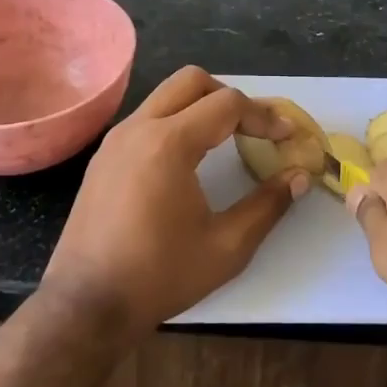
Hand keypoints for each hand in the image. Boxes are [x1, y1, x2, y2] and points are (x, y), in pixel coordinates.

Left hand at [42, 66, 309, 341]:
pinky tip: (188, 160)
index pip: (227, 104)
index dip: (263, 116)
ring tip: (225, 140)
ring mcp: (115, 140)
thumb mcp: (227, 246)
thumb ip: (268, 205)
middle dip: (229, 96)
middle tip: (253, 128)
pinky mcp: (103, 157)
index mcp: (169, 143)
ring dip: (200, 106)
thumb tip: (300, 176)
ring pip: (165, 96)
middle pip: (191, 80)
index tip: (286, 136)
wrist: (86, 306)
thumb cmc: (159, 276)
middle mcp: (138, 128)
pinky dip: (175, 122)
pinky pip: (146, 118)